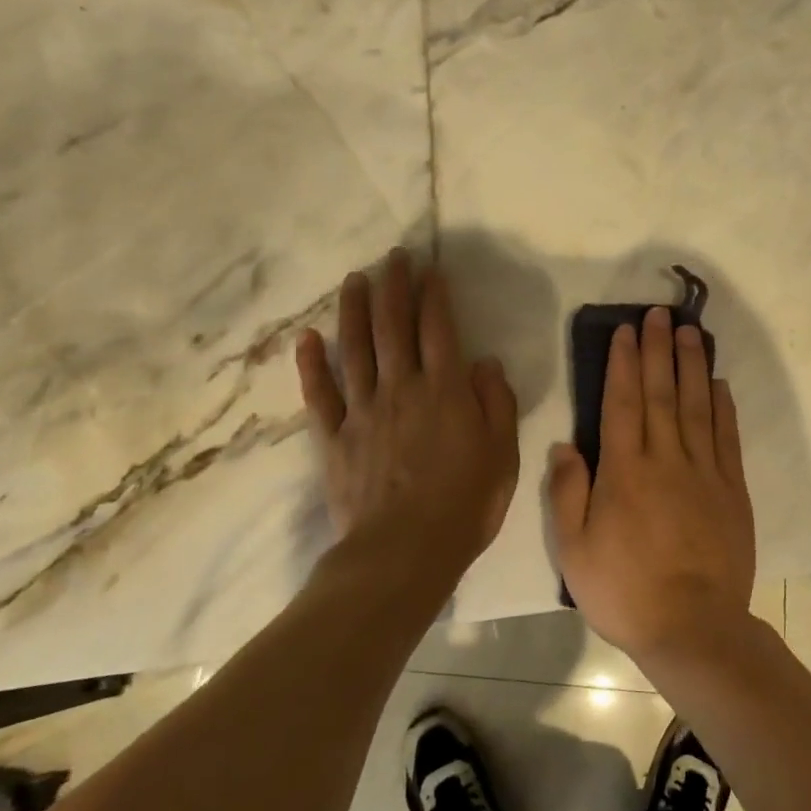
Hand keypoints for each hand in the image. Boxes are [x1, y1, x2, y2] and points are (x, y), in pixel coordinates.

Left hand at [295, 250, 518, 582]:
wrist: (404, 552)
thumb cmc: (465, 505)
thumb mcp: (503, 454)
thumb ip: (496, 403)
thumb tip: (483, 363)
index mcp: (445, 391)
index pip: (438, 329)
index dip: (433, 295)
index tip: (430, 268)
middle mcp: (401, 388)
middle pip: (394, 327)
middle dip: (393, 287)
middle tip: (392, 257)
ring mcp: (363, 411)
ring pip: (355, 349)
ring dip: (354, 310)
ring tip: (354, 280)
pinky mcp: (334, 438)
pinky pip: (319, 394)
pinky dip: (311, 364)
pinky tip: (307, 338)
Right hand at [548, 306, 755, 661]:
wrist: (693, 628)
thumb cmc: (625, 591)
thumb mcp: (574, 550)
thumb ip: (568, 492)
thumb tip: (566, 444)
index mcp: (624, 471)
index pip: (623, 402)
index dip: (624, 362)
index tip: (626, 331)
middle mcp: (666, 459)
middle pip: (661, 393)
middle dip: (658, 349)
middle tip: (659, 314)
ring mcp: (704, 472)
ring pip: (697, 406)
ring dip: (692, 365)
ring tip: (690, 332)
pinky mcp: (732, 490)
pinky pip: (727, 438)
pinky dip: (723, 407)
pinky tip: (719, 383)